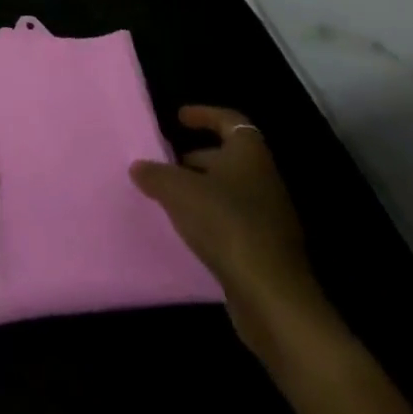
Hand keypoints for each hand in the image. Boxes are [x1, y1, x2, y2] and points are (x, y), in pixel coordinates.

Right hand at [131, 105, 327, 358]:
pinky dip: (210, 219)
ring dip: (201, 190)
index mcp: (249, 156)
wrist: (272, 298)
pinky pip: (233, 222)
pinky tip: (187, 230)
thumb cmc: (226, 225)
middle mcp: (264, 181)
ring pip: (229, 191)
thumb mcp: (177, 191)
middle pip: (228, 158)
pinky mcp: (266, 250)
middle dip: (196, 158)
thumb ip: (154, 174)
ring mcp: (270, 218)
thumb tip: (140, 168)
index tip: (178, 118)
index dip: (204, 115)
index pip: (230, 121)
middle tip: (165, 164)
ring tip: (168, 198)